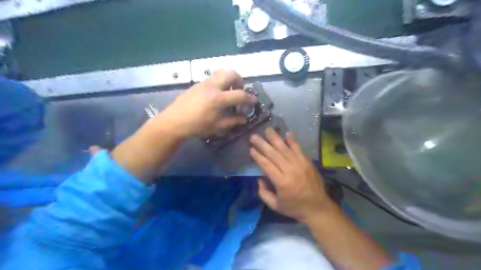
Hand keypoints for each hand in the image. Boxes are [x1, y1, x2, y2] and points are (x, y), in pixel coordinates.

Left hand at [156, 69, 257, 137]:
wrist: (174, 121)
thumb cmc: (197, 126)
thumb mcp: (217, 126)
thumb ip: (233, 121)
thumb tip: (244, 118)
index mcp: (218, 99)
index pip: (240, 95)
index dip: (249, 98)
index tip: (254, 101)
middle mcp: (213, 86)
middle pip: (232, 74)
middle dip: (240, 81)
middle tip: (240, 91)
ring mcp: (204, 83)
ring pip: (222, 72)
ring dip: (230, 79)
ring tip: (229, 91)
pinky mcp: (198, 84)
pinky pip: (213, 77)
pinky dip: (221, 82)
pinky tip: (217, 94)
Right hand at [252, 129, 335, 222]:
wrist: (318, 207)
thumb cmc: (294, 208)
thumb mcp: (275, 206)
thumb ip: (264, 193)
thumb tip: (260, 178)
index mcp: (282, 182)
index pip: (267, 165)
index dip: (258, 156)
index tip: (251, 149)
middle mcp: (290, 170)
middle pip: (274, 154)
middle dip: (263, 144)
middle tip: (254, 136)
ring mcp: (300, 164)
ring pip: (285, 149)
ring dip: (275, 138)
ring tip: (268, 130)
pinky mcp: (307, 162)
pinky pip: (299, 149)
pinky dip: (293, 141)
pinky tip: (287, 133)